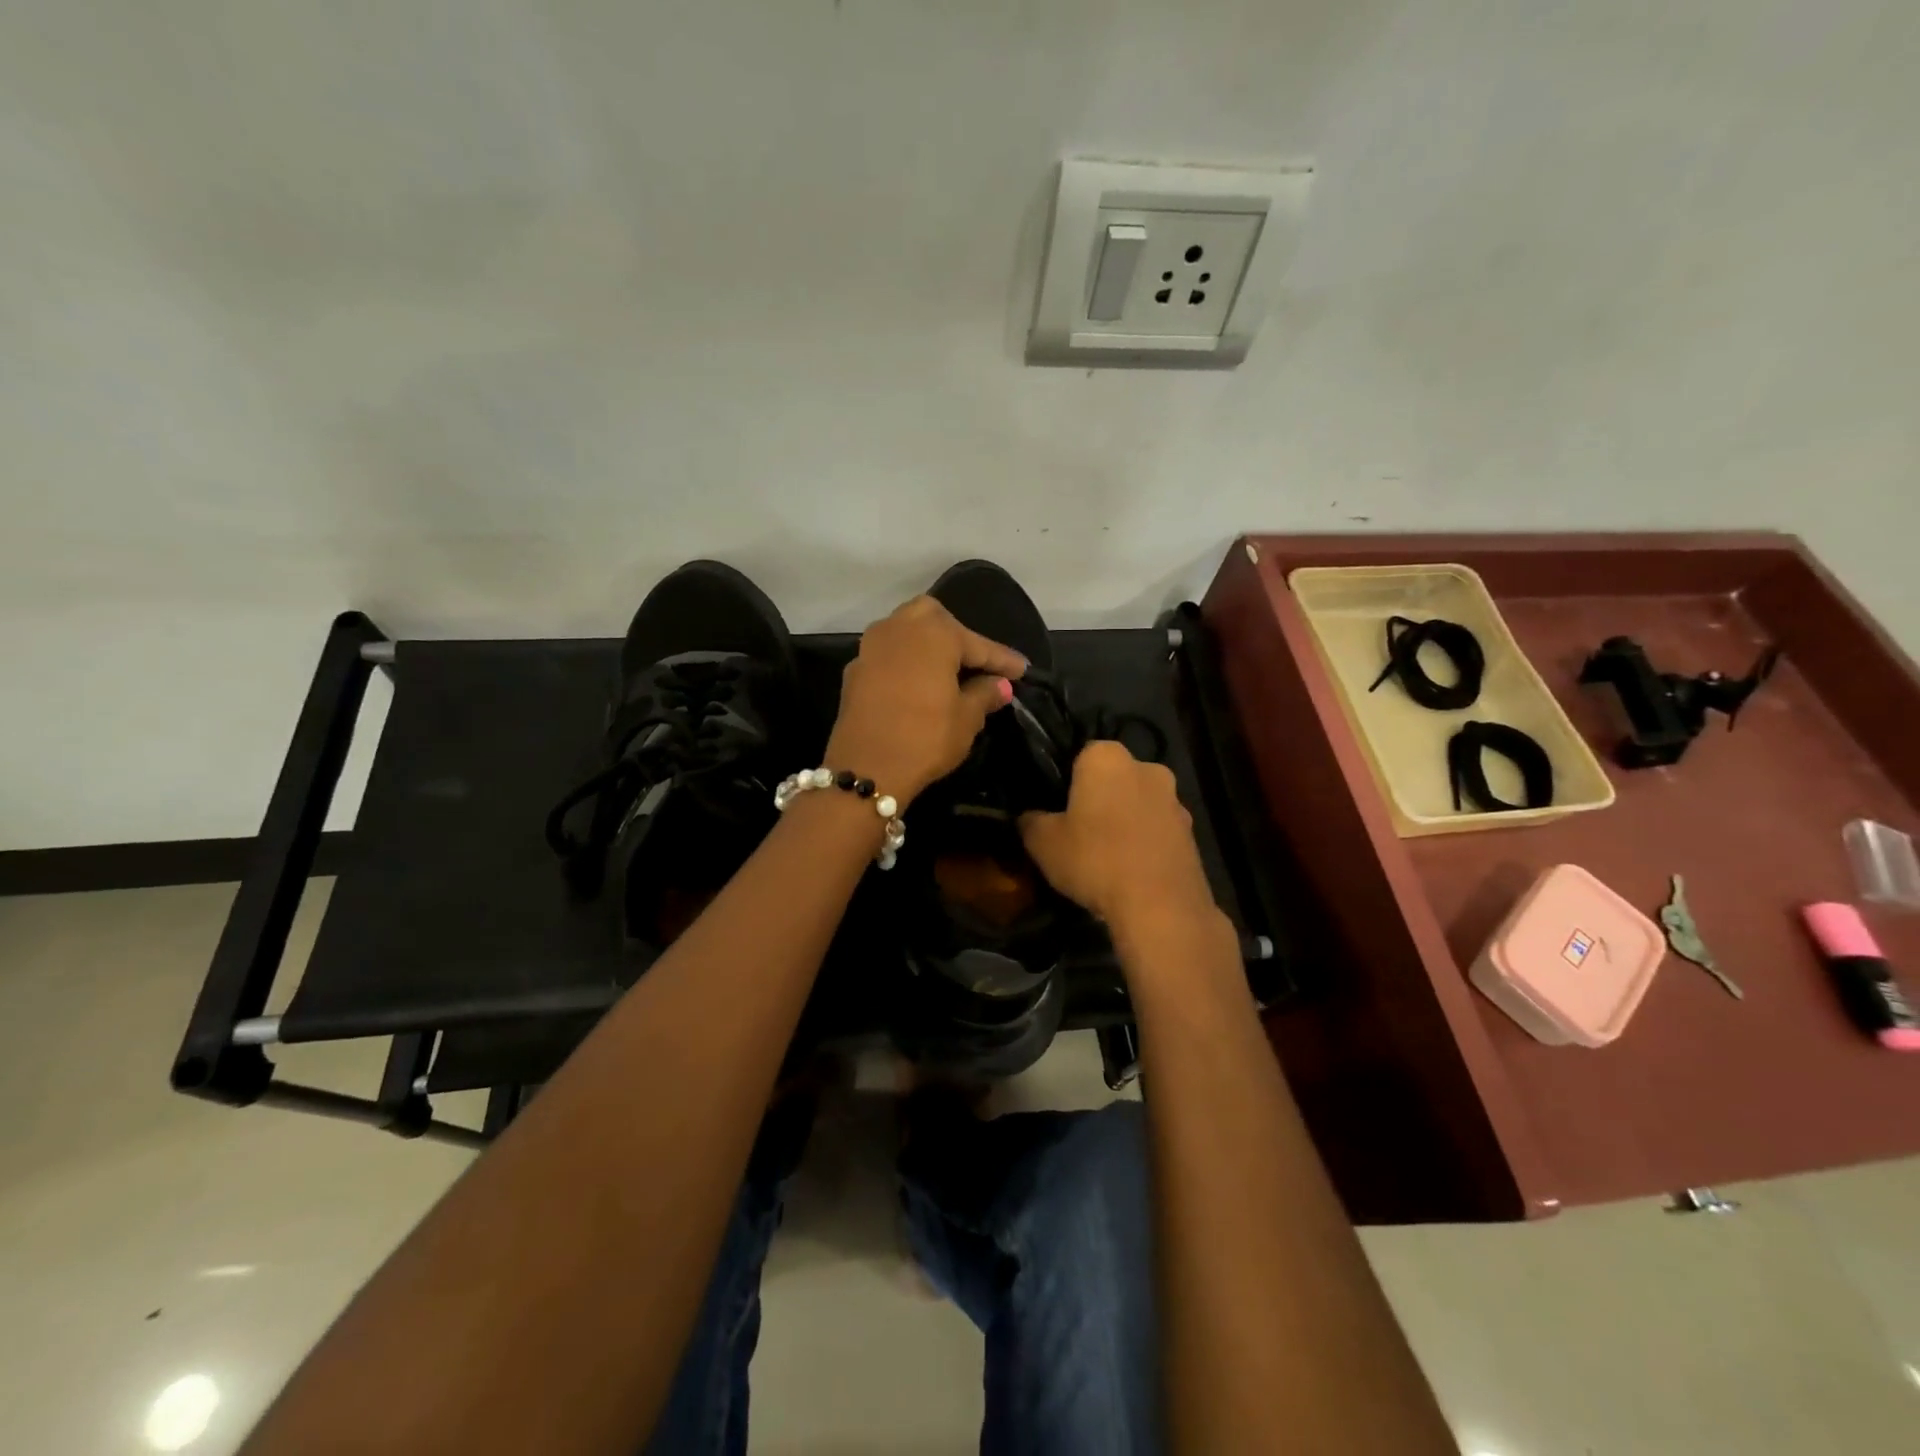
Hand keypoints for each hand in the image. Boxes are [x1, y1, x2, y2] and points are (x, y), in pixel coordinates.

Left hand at [825, 596, 1027, 806]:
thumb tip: (999, 685)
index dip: (1002, 660)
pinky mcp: (855, 670)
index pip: (977, 644)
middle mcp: (899, 628)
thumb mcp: (966, 719)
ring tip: (947, 672)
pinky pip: (888, 656)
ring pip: (905, 632)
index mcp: (934, 633)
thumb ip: (984, 694)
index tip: (1022, 670)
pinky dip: (906, 664)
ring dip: (927, 646)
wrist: (866, 768)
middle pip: (934, 618)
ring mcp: (871, 647)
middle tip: (976, 663)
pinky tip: (917, 685)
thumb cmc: (925, 738)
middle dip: (957, 636)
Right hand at [1020, 740, 1220, 943]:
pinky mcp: (1192, 833)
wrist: (1160, 906)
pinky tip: (1131, 872)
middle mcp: (1147, 767)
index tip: (1057, 810)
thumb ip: (1031, 821)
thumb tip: (1028, 817)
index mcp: (1107, 757)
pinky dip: (1145, 843)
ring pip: (1138, 804)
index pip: (1080, 755)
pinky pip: (1158, 831)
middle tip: (1079, 832)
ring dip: (1125, 821)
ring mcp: (1175, 800)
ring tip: (1107, 857)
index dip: (1067, 782)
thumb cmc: (1094, 859)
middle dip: (1100, 799)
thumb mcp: (1042, 843)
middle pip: (1114, 779)